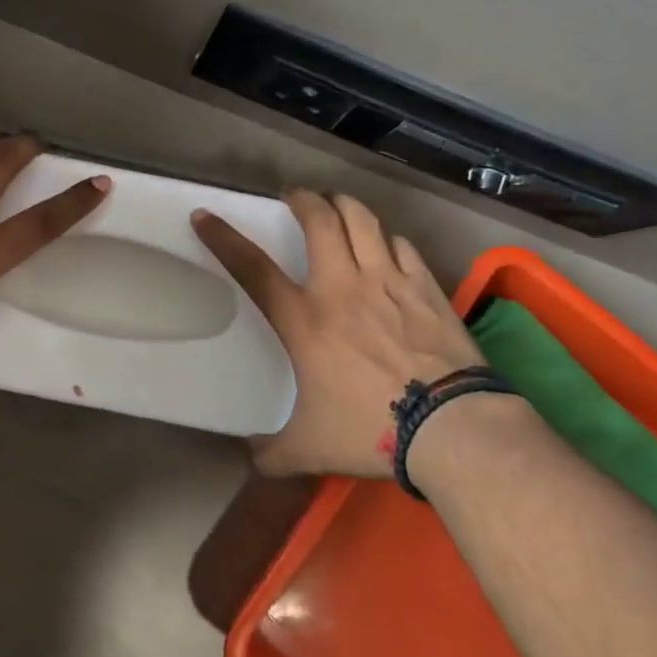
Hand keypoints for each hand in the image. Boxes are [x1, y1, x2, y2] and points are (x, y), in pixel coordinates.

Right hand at [193, 191, 484, 476]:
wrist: (452, 428)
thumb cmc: (372, 430)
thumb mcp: (310, 448)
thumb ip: (274, 452)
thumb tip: (252, 458)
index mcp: (305, 320)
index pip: (252, 268)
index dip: (223, 238)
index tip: (204, 215)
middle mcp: (343, 287)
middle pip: (320, 219)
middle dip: (303, 199)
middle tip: (295, 197)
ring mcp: (388, 281)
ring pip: (364, 220)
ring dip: (346, 207)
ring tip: (338, 207)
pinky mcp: (426, 287)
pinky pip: (402, 245)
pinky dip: (388, 239)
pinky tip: (388, 247)